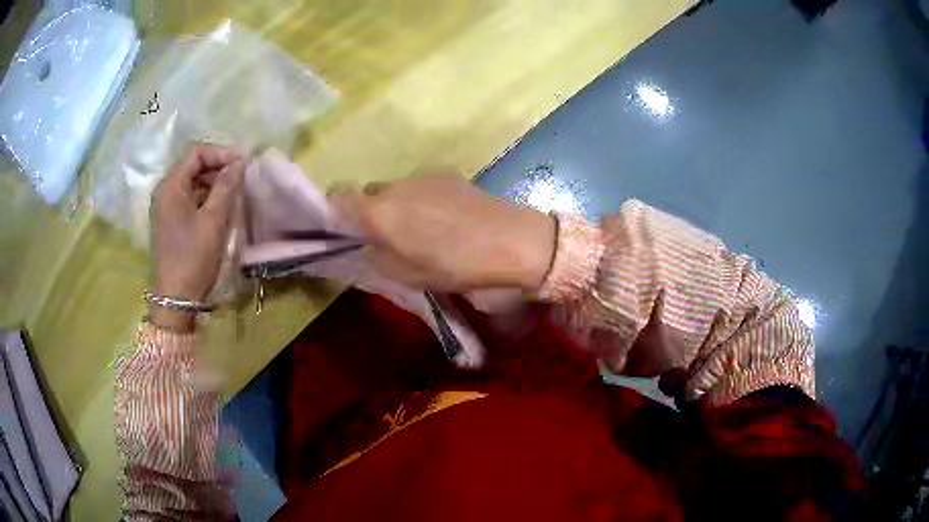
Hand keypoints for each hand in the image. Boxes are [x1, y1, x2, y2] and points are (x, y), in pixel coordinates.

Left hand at [149, 143, 246, 330]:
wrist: (176, 297)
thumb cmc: (194, 257)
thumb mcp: (213, 220)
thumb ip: (226, 186)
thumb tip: (240, 161)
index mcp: (171, 186)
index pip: (196, 153)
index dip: (220, 153)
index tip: (242, 163)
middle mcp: (164, 191)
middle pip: (192, 165)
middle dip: (217, 166)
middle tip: (240, 177)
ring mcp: (164, 206)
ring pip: (190, 181)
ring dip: (211, 181)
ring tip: (232, 191)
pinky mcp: (168, 220)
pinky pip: (186, 197)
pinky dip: (203, 196)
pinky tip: (217, 207)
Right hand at [331, 172, 555, 291]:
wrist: (514, 243)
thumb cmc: (457, 266)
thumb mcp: (408, 276)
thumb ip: (377, 256)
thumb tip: (368, 244)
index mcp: (379, 211)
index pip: (338, 197)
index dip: (336, 214)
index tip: (348, 233)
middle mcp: (396, 185)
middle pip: (369, 192)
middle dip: (371, 213)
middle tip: (389, 239)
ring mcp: (423, 175)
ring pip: (396, 189)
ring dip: (398, 206)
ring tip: (423, 230)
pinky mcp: (448, 173)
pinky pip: (420, 185)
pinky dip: (420, 199)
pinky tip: (445, 219)